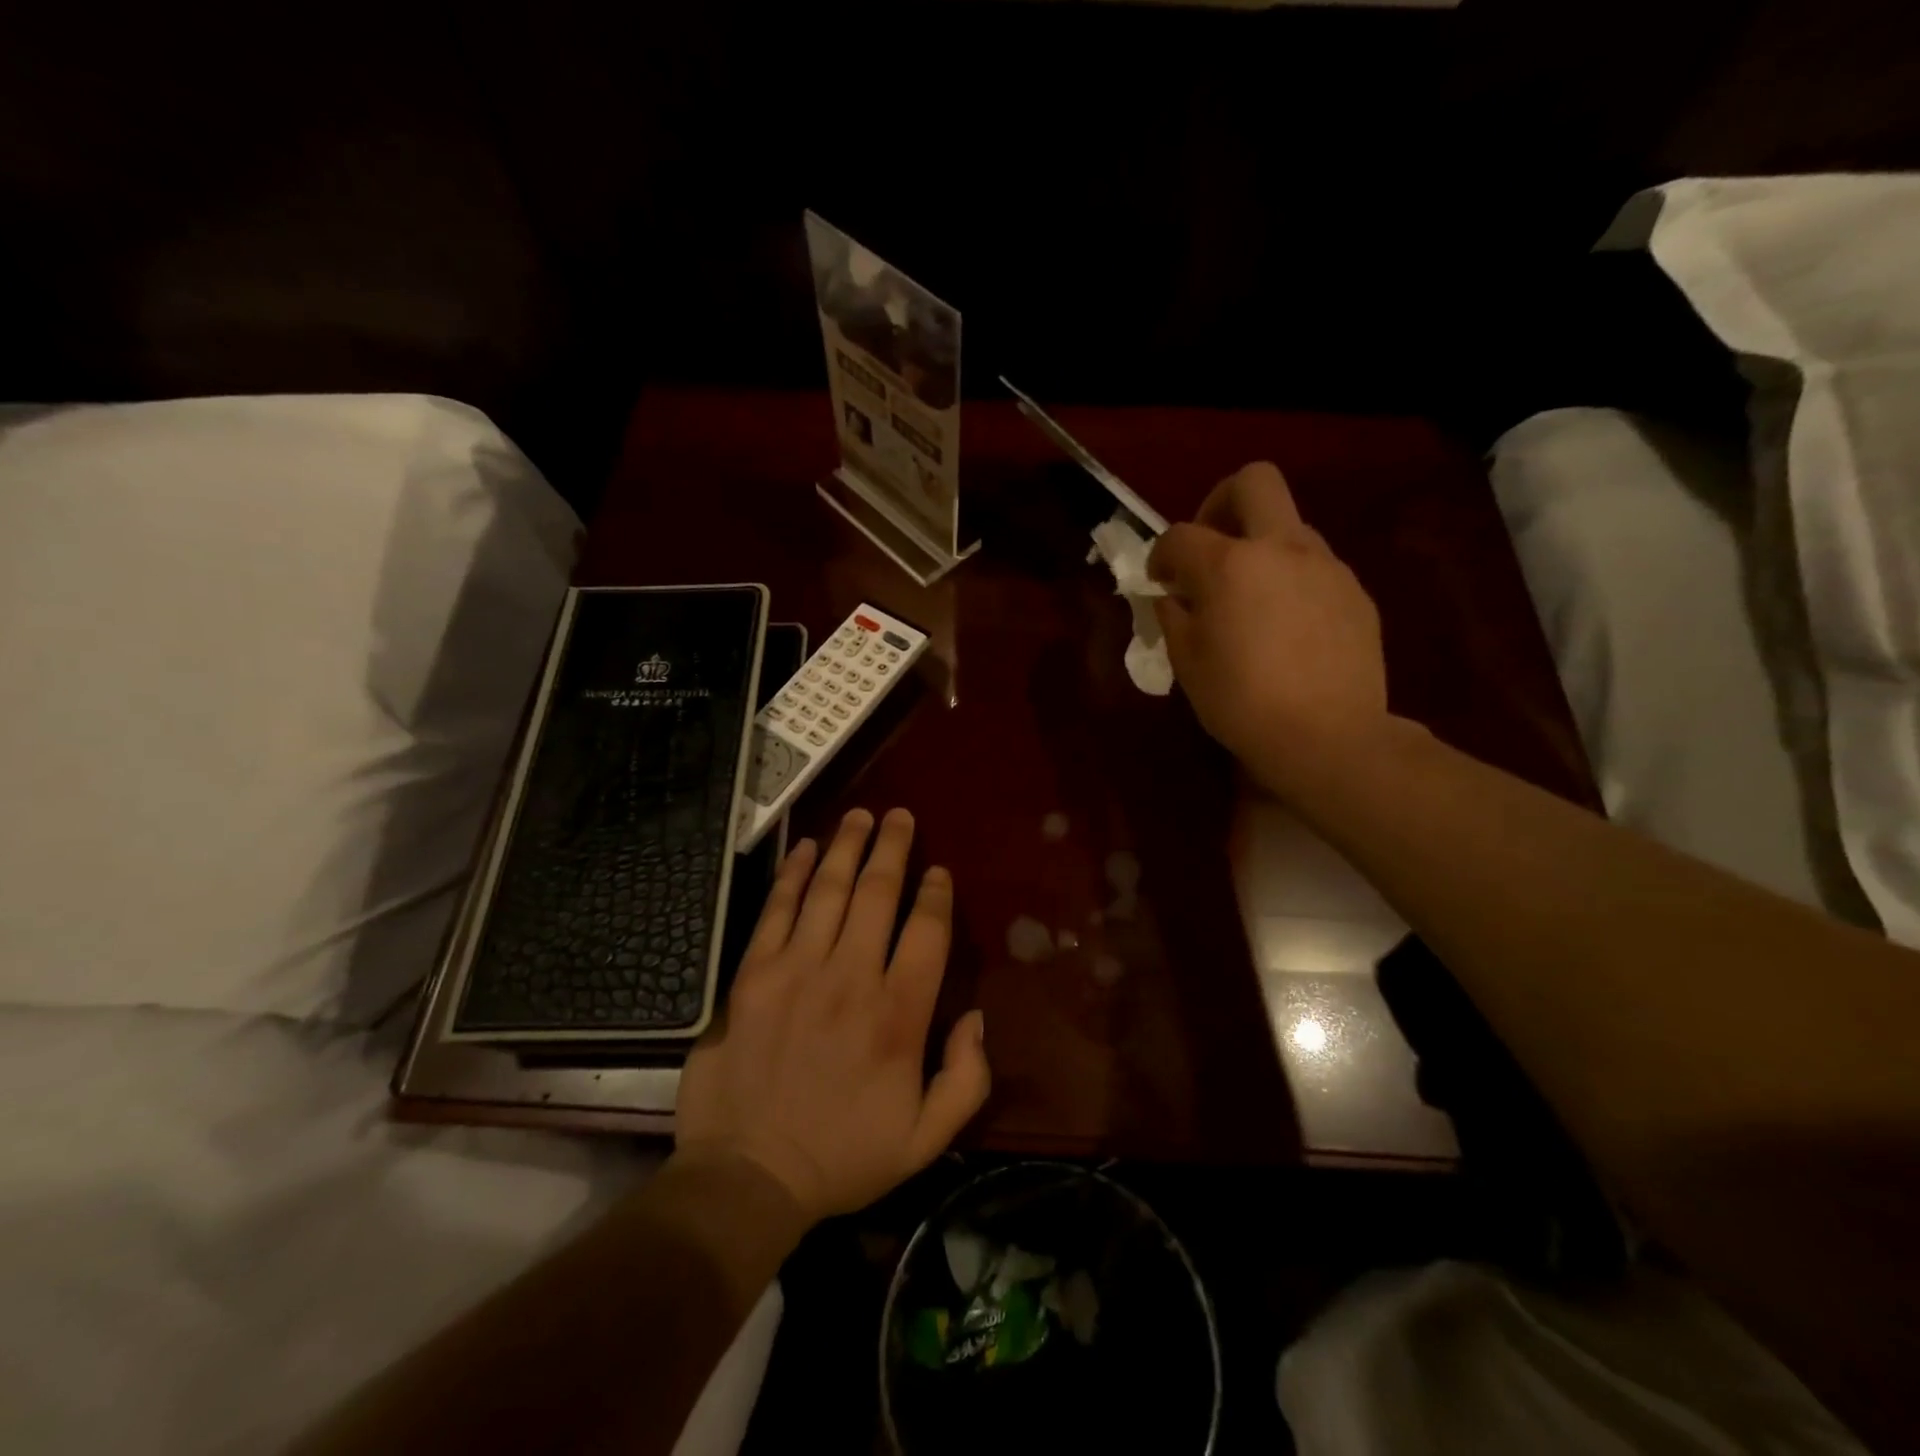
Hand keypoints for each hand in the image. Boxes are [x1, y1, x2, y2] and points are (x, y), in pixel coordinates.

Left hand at [676, 808, 989, 1222]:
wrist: (748, 1176)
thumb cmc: (842, 1156)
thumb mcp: (926, 1139)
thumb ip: (967, 1077)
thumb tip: (976, 1017)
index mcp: (898, 1016)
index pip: (926, 933)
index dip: (935, 895)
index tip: (938, 871)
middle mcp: (851, 978)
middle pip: (878, 895)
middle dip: (893, 848)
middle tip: (900, 816)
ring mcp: (797, 971)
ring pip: (829, 891)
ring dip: (848, 847)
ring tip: (861, 816)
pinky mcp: (753, 975)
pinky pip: (777, 910)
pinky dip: (793, 874)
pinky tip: (806, 848)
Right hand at [1149, 461, 1388, 796]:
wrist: (1327, 736)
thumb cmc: (1240, 702)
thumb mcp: (1186, 662)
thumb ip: (1173, 616)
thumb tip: (1171, 596)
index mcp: (1230, 564)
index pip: (1181, 534)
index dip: (1161, 553)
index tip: (1158, 579)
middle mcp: (1281, 548)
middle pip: (1254, 481)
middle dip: (1220, 502)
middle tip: (1209, 548)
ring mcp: (1326, 566)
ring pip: (1289, 526)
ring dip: (1261, 547)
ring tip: (1250, 599)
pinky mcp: (1355, 592)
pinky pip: (1315, 567)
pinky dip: (1291, 580)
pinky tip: (1287, 627)